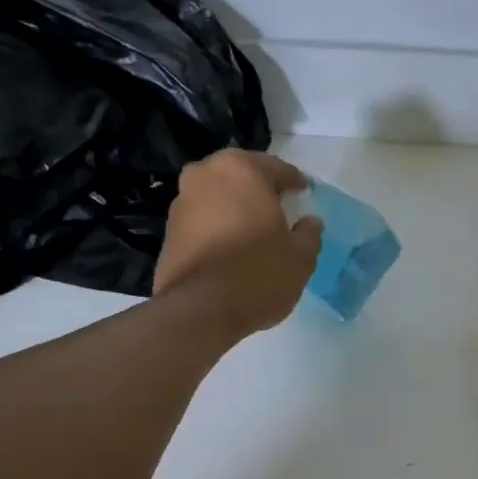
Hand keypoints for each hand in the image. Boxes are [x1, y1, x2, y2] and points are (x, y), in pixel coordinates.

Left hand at [153, 150, 321, 338]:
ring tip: (252, 229)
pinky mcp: (168, 232)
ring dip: (234, 208)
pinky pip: (201, 221)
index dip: (293, 181)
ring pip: (216, 197)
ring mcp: (181, 203)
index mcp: (241, 169)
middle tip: (277, 205)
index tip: (304, 191)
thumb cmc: (258, 273)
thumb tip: (309, 222)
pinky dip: (216, 228)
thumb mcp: (300, 257)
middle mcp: (205, 175)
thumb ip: (309, 234)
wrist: (199, 310)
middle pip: (240, 176)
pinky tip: (230, 248)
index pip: (276, 168)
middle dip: (259, 189)